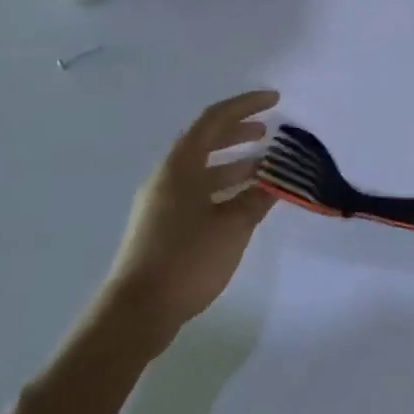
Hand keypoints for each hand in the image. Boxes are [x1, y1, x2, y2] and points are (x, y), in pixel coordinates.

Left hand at [98, 90, 280, 352]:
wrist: (137, 313)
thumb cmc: (186, 260)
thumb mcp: (233, 226)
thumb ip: (257, 198)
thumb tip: (275, 181)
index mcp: (180, 168)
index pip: (214, 120)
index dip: (246, 106)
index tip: (275, 101)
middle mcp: (168, 178)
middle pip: (206, 142)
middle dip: (240, 133)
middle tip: (271, 132)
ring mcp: (163, 203)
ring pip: (204, 170)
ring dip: (236, 163)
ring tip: (268, 169)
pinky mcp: (164, 226)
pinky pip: (200, 191)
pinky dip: (226, 187)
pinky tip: (248, 201)